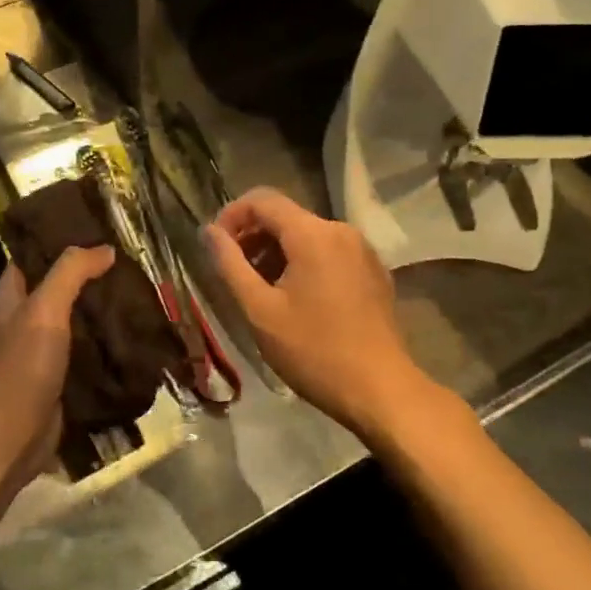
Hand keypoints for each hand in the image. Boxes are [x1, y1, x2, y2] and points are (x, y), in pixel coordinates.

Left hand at [0, 245, 114, 485]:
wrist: (16, 435)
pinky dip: (104, 338)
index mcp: (11, 295)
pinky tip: (131, 329)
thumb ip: (71, 272)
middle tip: (127, 259)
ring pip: (75, 316)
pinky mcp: (59, 374)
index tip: (95, 227)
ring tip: (136, 289)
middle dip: (88, 273)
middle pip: (58, 284)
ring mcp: (41, 347)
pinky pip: (85, 347)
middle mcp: (23, 317)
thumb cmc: (24, 365)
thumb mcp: (45, 308)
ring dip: (100, 306)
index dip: (59, 239)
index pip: (32, 254)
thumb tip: (104, 249)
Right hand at [204, 188, 430, 440]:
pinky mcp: (373, 272)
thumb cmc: (313, 351)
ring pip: (307, 235)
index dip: (231, 215)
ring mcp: (362, 250)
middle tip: (234, 273)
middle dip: (253, 237)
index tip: (215, 246)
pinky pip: (329, 253)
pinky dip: (304, 263)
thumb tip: (209, 232)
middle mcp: (340, 230)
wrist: (381, 390)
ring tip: (260, 290)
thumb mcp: (260, 310)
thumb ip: (230, 264)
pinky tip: (295, 300)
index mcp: (312, 234)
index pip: (262, 199)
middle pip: (286, 216)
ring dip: (276, 253)